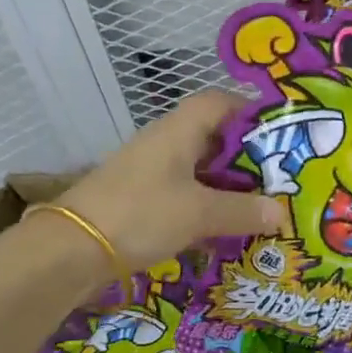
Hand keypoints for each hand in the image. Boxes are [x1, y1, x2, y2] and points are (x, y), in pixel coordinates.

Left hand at [58, 91, 283, 270]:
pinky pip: (184, 193)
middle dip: (246, 157)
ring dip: (227, 185)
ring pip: (200, 169)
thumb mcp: (200, 213)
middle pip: (214, 137)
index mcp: (180, 130)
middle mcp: (166, 143)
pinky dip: (206, 206)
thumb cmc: (140, 214)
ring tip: (260, 206)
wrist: (69, 249)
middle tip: (278, 178)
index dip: (250, 112)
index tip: (279, 135)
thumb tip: (282, 212)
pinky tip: (224, 230)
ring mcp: (151, 171)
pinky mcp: (141, 199)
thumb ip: (243, 211)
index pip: (220, 102)